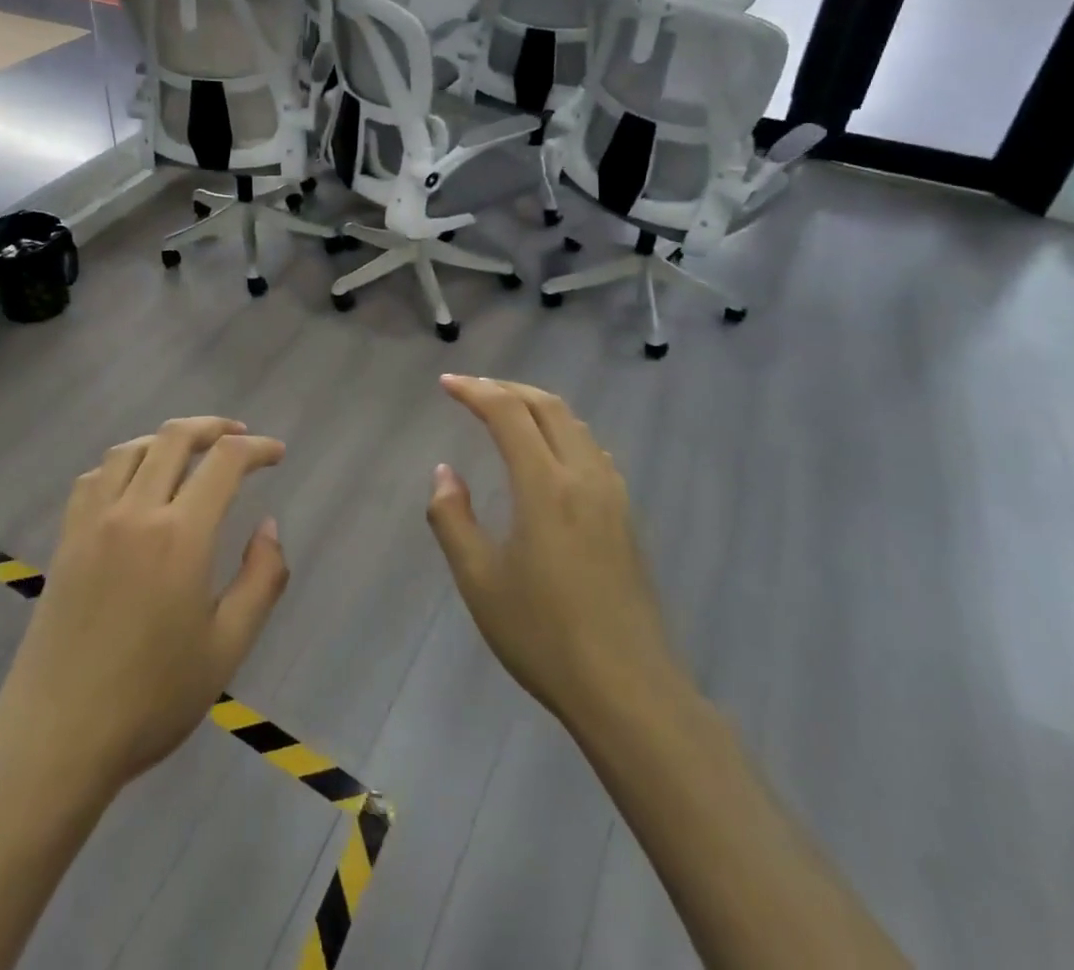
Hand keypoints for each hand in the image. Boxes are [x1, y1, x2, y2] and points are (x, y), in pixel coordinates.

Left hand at [0, 417, 288, 800]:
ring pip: (130, 450)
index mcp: (180, 535)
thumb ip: (262, 578)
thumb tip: (268, 526)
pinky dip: (122, 463)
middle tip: (240, 437)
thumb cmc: (152, 699)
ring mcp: (92, 523)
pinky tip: (133, 483)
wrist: (57, 741)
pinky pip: (93, 477)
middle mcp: (134, 512)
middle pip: (174, 438)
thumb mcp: (228, 646)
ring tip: (190, 452)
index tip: (276, 454)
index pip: (224, 462)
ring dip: (166, 439)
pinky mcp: (66, 541)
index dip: (256, 448)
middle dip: (213, 427)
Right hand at [428, 376, 683, 736]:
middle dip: (507, 388)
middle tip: (472, 389)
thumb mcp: (479, 580)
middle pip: (547, 406)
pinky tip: (550, 453)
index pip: (508, 413)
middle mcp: (582, 476)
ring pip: (575, 424)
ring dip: (537, 405)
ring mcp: (611, 495)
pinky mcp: (626, 516)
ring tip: (506, 411)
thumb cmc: (543, 635)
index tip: (446, 384)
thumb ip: (452, 518)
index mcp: (544, 485)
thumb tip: (445, 472)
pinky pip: (591, 449)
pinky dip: (562, 430)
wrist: (627, 689)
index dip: (474, 391)